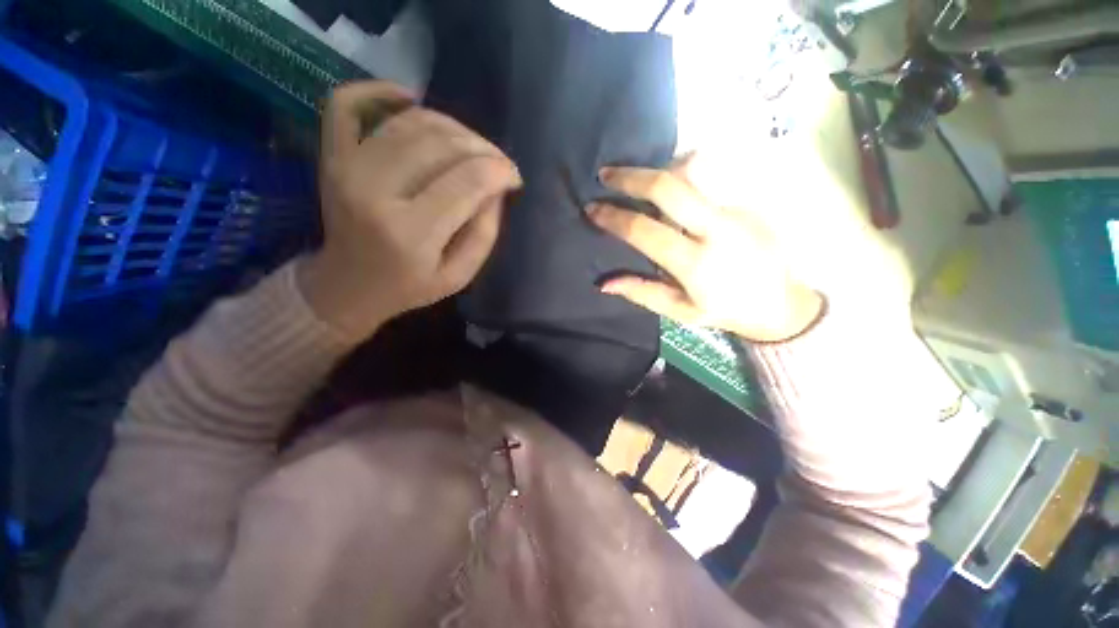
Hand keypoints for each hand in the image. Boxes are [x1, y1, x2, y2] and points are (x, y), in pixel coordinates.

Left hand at [299, 81, 522, 339]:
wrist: (349, 287)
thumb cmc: (409, 287)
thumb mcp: (459, 276)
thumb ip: (485, 233)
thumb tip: (497, 188)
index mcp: (412, 232)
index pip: (468, 181)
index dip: (500, 171)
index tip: (514, 177)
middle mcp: (375, 191)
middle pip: (443, 144)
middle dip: (483, 148)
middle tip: (498, 163)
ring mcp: (347, 167)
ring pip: (411, 122)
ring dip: (452, 126)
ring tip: (470, 147)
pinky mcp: (332, 156)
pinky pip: (347, 103)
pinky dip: (380, 90)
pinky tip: (410, 99)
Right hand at [588, 155, 822, 341]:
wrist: (782, 302)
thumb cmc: (725, 310)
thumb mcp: (680, 311)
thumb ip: (642, 292)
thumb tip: (604, 283)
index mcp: (695, 263)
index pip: (645, 230)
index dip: (614, 217)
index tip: (592, 209)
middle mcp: (716, 229)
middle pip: (669, 187)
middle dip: (631, 176)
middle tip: (605, 174)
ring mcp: (735, 209)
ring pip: (692, 172)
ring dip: (657, 169)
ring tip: (635, 177)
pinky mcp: (747, 201)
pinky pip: (707, 179)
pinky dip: (680, 175)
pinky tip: (669, 185)